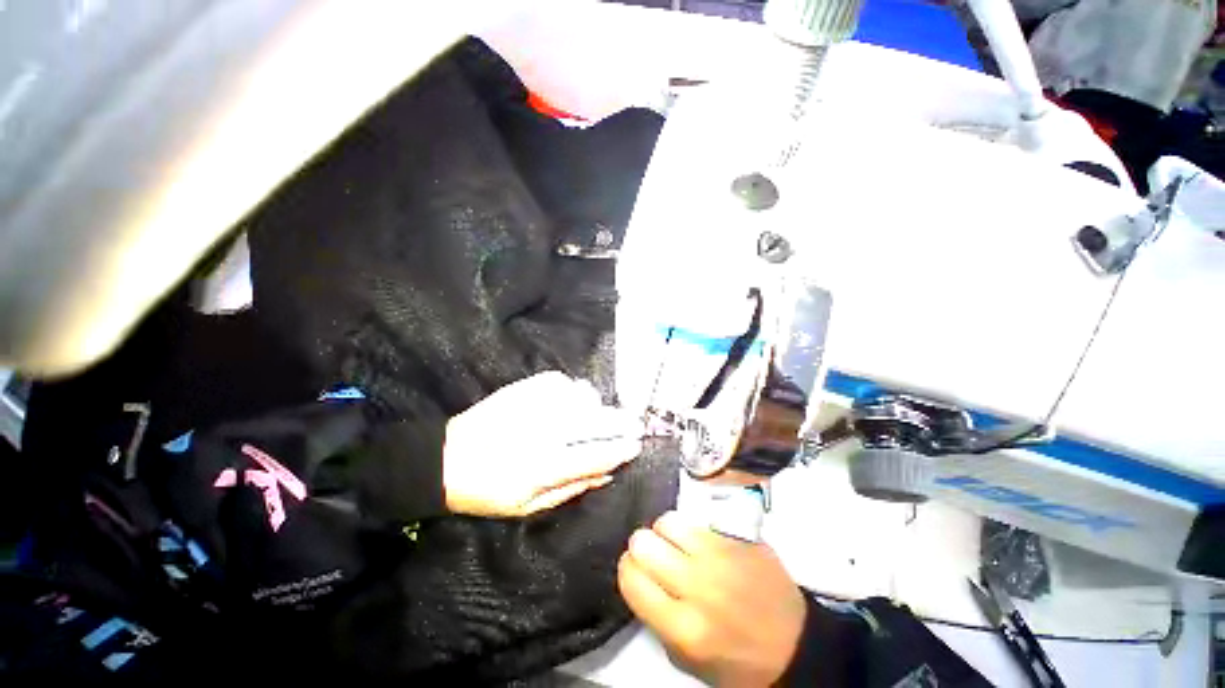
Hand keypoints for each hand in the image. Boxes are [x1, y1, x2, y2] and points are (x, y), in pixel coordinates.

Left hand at [444, 371, 642, 516]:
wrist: (445, 459)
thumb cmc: (487, 491)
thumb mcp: (527, 507)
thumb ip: (571, 488)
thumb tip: (606, 473)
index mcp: (542, 468)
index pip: (594, 456)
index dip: (619, 451)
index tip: (636, 446)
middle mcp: (543, 433)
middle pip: (593, 424)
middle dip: (620, 423)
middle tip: (636, 424)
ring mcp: (533, 407)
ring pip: (580, 399)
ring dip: (597, 406)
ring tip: (602, 413)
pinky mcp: (523, 389)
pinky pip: (561, 382)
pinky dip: (574, 389)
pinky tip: (574, 398)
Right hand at [618, 512, 806, 686]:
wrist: (794, 644)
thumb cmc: (737, 660)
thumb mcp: (686, 658)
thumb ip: (656, 617)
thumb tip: (640, 576)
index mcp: (683, 626)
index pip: (631, 577)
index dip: (628, 570)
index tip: (637, 571)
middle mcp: (698, 585)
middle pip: (643, 542)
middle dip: (643, 548)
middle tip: (657, 558)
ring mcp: (721, 555)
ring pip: (667, 521)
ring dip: (666, 534)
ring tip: (679, 547)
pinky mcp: (737, 537)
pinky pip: (697, 519)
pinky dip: (691, 529)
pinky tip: (701, 544)